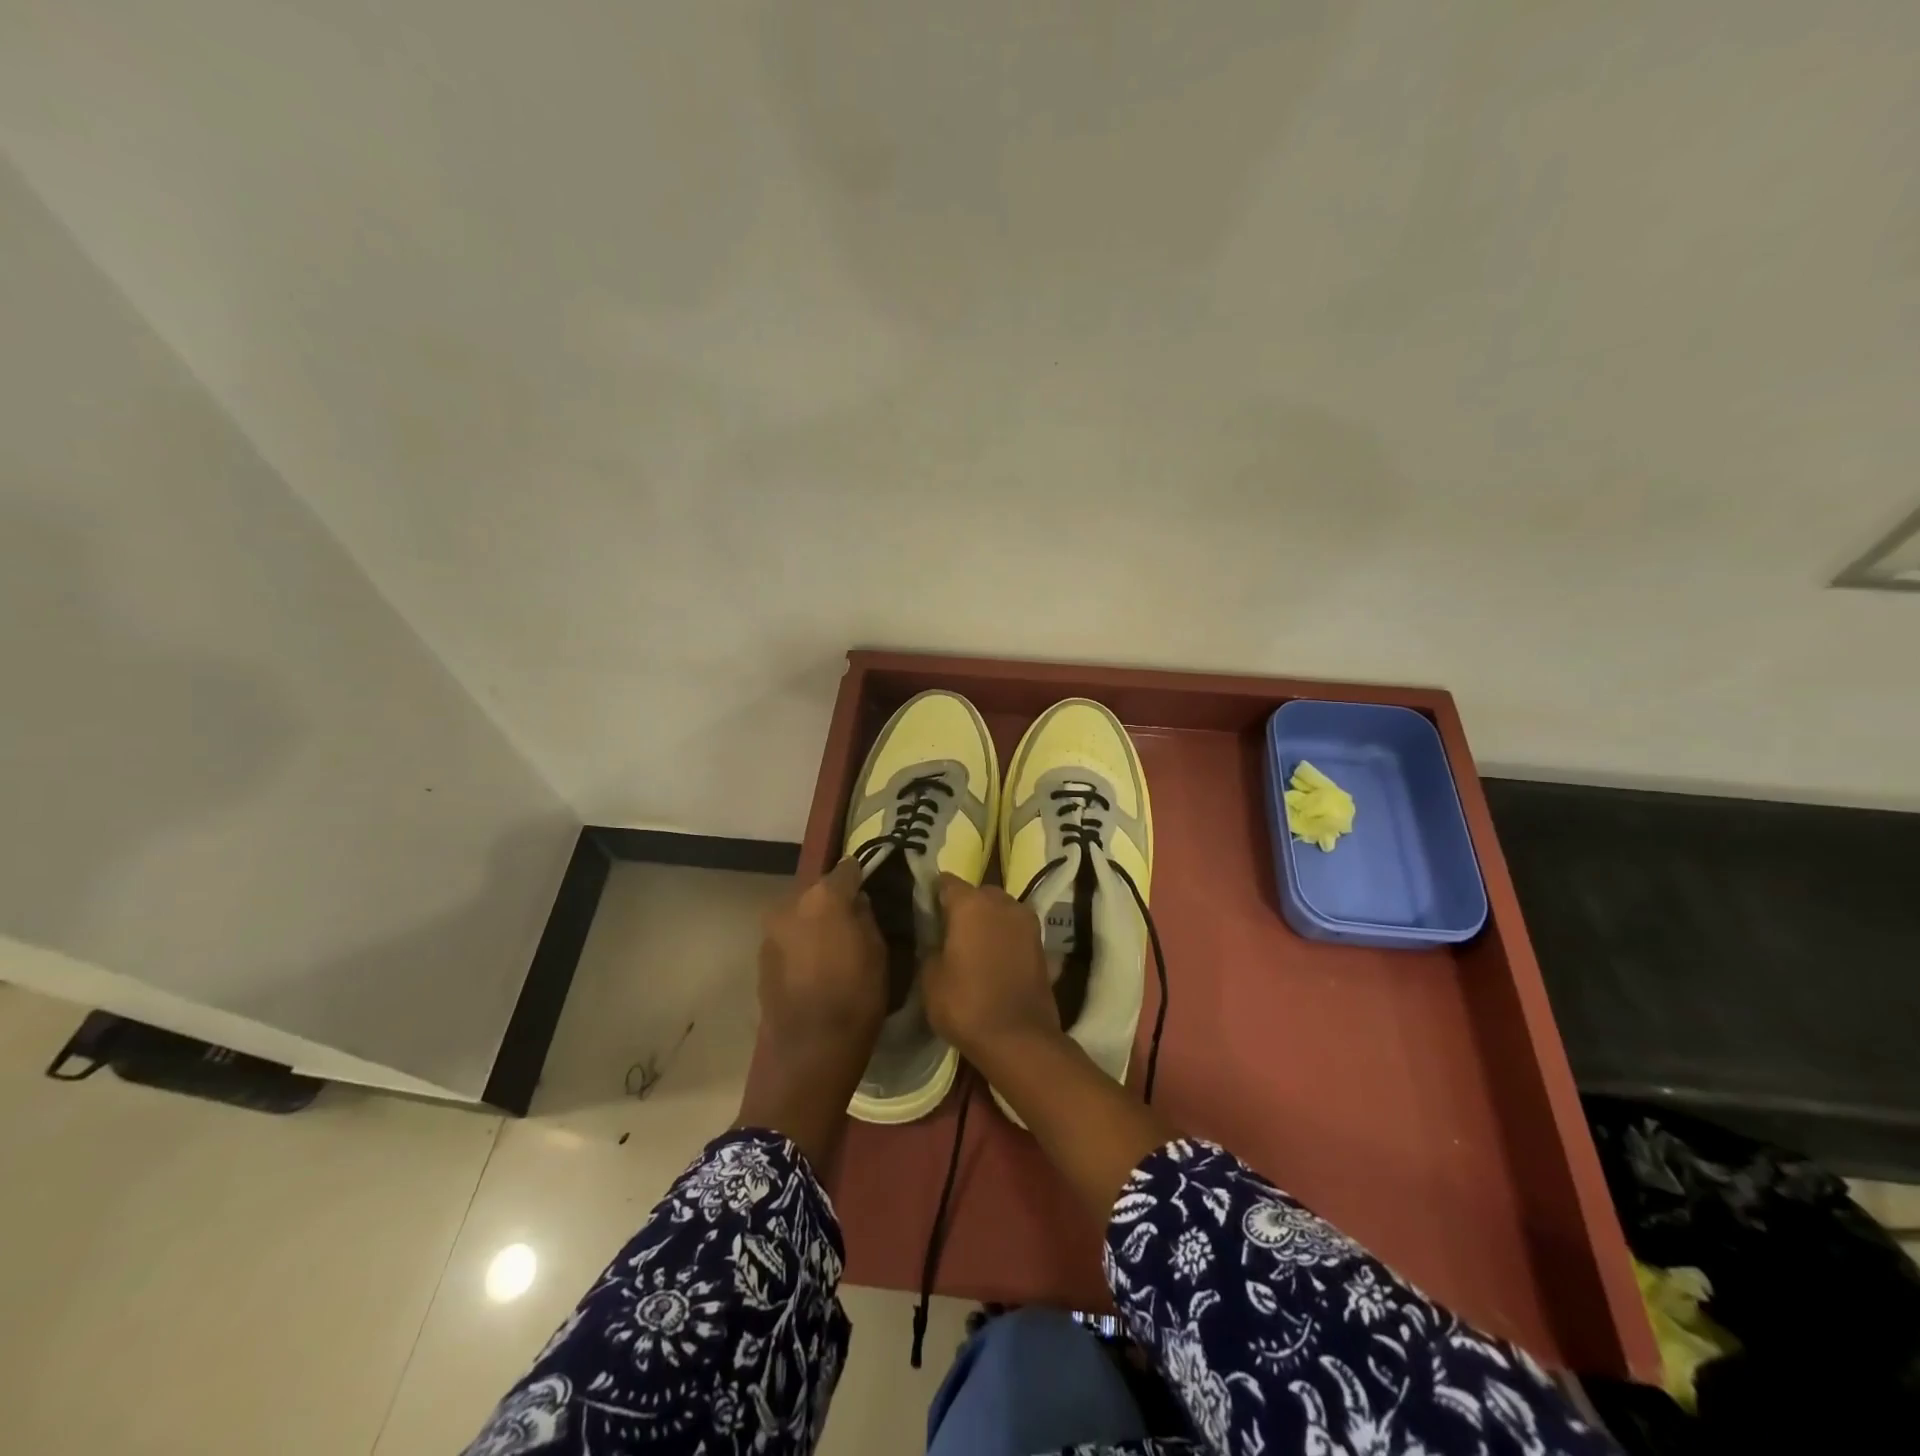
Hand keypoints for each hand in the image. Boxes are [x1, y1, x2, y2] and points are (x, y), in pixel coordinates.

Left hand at [756, 858, 886, 1055]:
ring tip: (831, 946)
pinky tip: (813, 965)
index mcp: (824, 897)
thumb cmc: (856, 997)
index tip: (869, 886)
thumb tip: (857, 902)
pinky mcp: (760, 957)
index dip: (860, 876)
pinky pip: (787, 937)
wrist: (810, 1050)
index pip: (846, 869)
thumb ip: (866, 917)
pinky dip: (799, 942)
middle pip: (816, 890)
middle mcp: (790, 904)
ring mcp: (770, 931)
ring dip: (813, 922)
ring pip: (798, 913)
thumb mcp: (878, 952)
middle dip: (832, 900)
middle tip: (850, 920)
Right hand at [922, 874, 1061, 1069]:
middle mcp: (1002, 902)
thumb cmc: (966, 1005)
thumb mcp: (930, 978)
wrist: (1019, 1038)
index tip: (927, 911)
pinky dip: (1004, 937)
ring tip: (974, 947)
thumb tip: (939, 941)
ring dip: (988, 920)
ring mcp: (1027, 921)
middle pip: (978, 893)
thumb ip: (932, 948)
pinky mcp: (1041, 943)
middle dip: (965, 906)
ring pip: (1000, 909)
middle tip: (950, 932)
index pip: (947, 882)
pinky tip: (994, 960)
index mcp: (971, 904)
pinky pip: (1015, 929)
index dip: (935, 894)